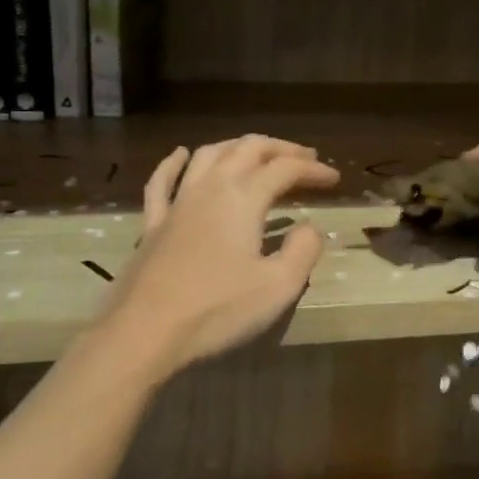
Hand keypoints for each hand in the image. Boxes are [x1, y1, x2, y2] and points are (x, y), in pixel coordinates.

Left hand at [104, 135, 338, 373]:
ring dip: (237, 146)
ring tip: (257, 151)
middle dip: (281, 149)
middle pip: (248, 150)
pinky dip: (175, 162)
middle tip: (305, 157)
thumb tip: (309, 228)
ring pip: (209, 156)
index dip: (313, 170)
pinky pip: (163, 181)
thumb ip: (303, 251)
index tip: (335, 179)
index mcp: (243, 199)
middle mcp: (210, 188)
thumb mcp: (278, 287)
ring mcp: (177, 203)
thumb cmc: (217, 310)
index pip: (285, 170)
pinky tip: (181, 154)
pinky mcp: (152, 224)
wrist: (144, 332)